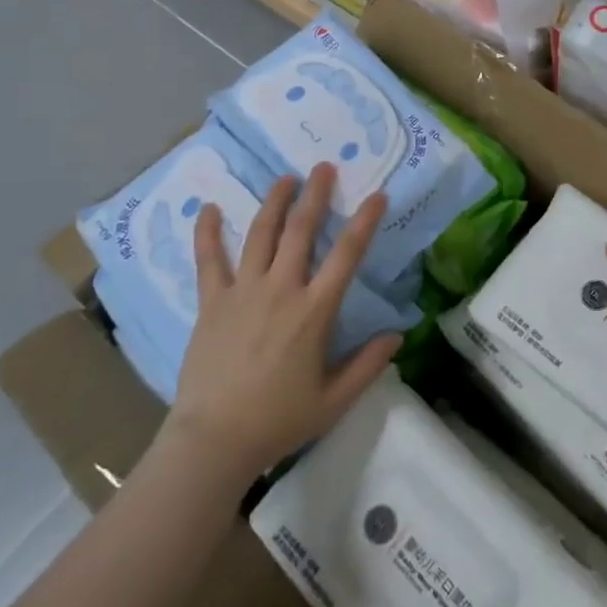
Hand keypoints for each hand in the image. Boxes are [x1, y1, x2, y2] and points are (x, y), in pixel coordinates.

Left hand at [165, 164, 399, 477]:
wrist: (214, 440)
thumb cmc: (279, 420)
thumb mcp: (334, 400)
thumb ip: (368, 364)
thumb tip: (398, 335)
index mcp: (314, 311)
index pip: (347, 255)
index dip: (365, 221)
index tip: (377, 195)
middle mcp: (281, 290)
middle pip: (301, 231)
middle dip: (315, 195)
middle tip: (324, 167)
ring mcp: (243, 292)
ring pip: (261, 235)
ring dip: (274, 202)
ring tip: (285, 178)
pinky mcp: (212, 302)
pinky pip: (209, 261)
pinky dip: (208, 233)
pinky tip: (209, 208)